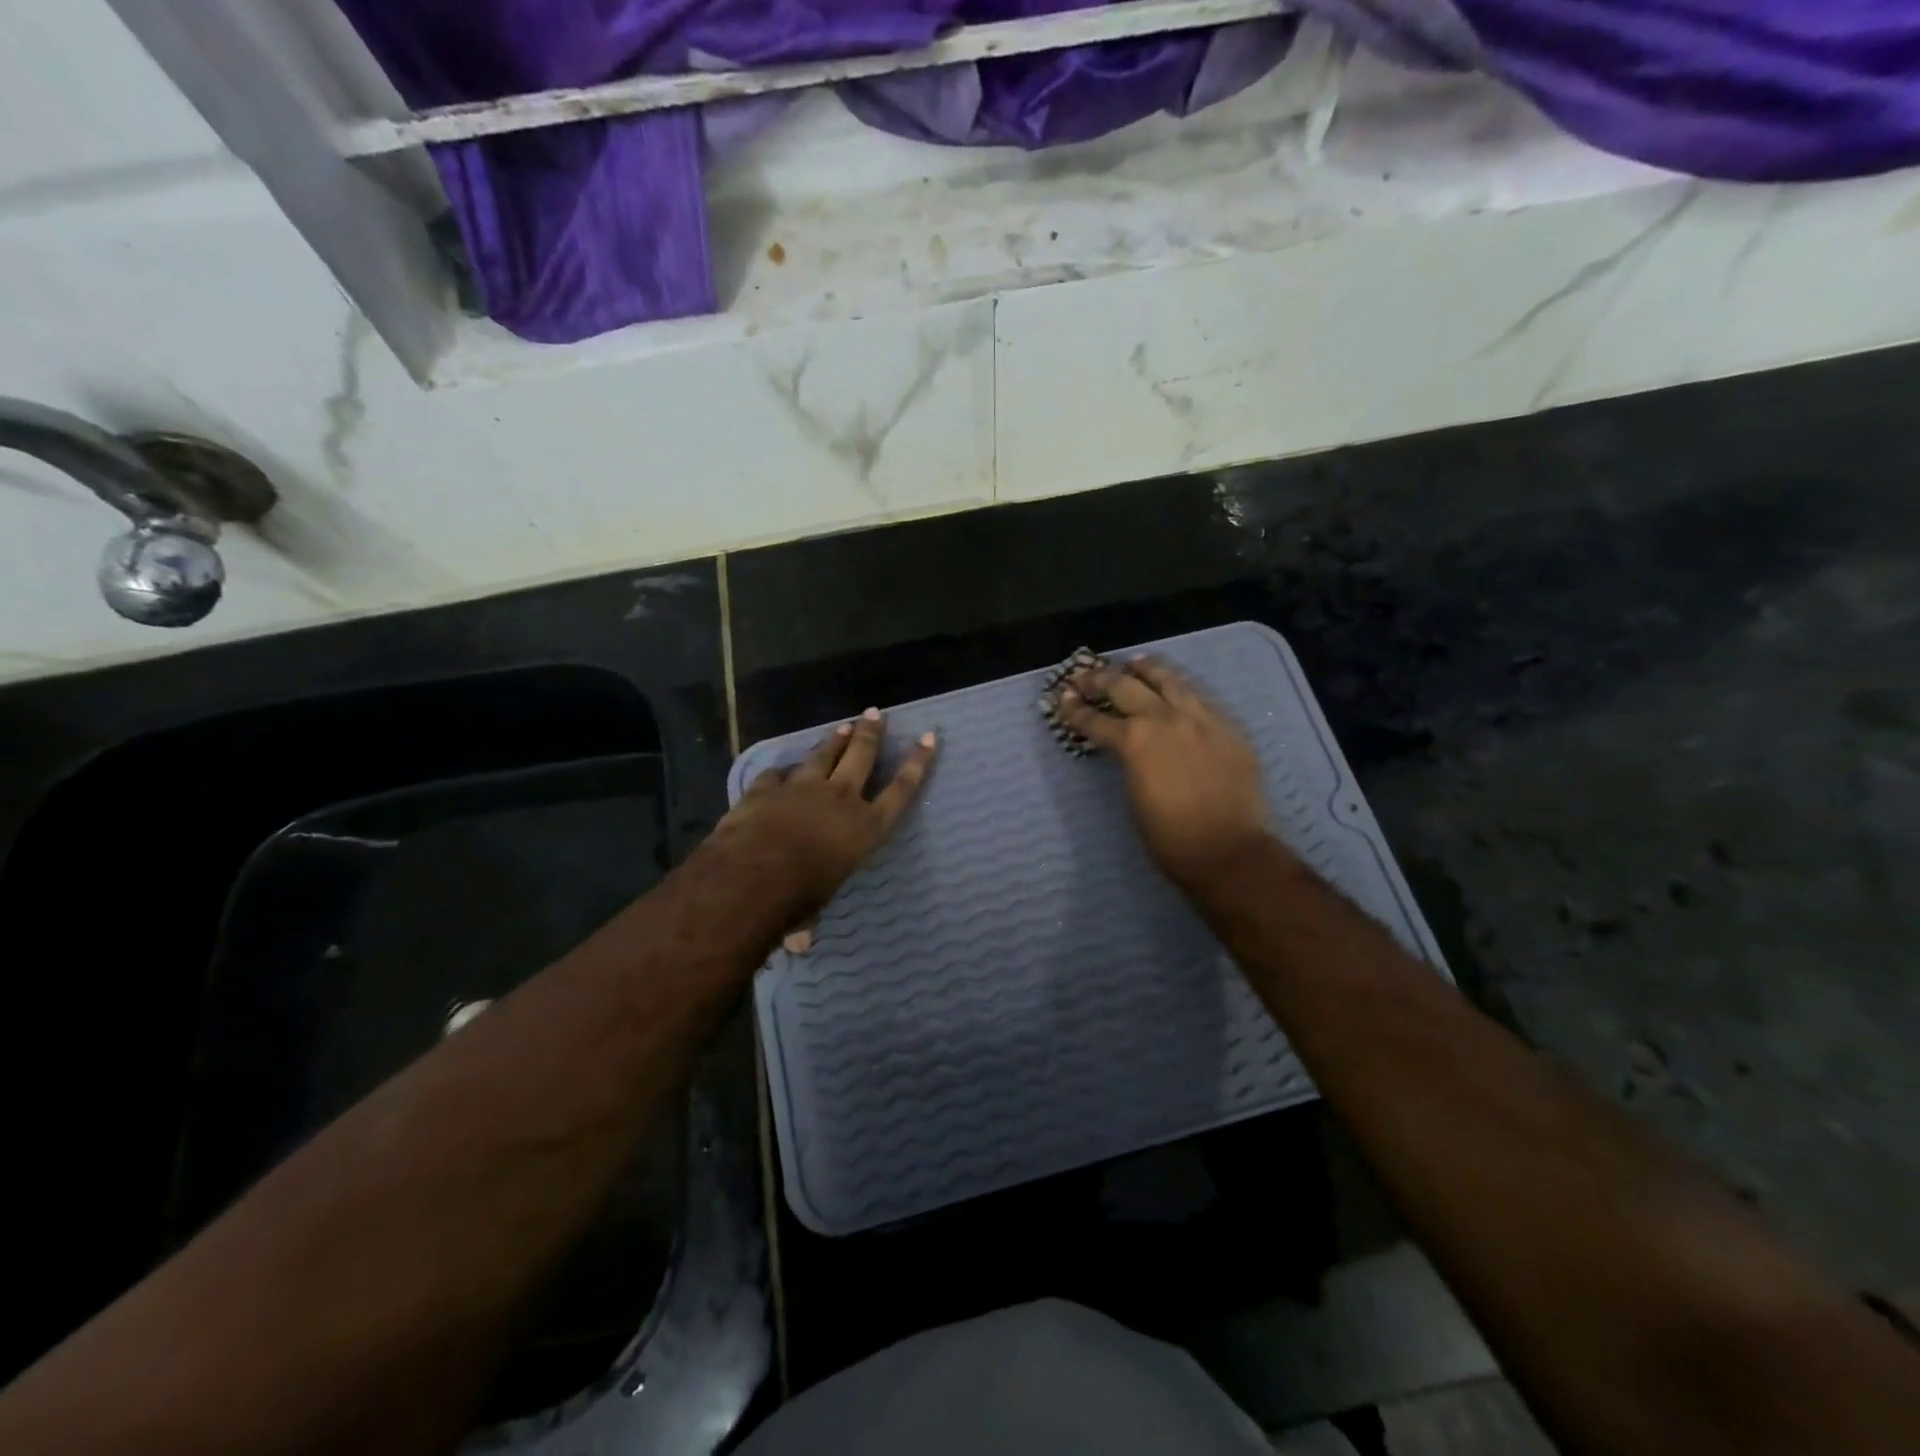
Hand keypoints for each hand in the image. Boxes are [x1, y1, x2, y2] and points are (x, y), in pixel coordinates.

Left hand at [715, 708, 937, 919]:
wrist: (754, 872)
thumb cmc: (798, 896)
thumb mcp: (815, 907)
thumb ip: (809, 918)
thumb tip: (799, 943)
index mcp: (866, 827)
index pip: (900, 790)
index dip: (917, 763)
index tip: (929, 738)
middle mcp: (841, 798)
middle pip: (862, 756)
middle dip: (872, 733)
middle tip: (876, 713)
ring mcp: (803, 787)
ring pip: (824, 754)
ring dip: (835, 739)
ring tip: (843, 725)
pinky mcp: (769, 787)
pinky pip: (779, 773)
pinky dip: (783, 770)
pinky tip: (783, 768)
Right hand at [1058, 657, 1273, 891]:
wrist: (1228, 849)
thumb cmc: (1169, 836)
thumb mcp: (1134, 795)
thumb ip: (1129, 761)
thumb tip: (1128, 748)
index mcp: (1135, 741)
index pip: (1096, 719)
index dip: (1075, 710)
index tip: (1062, 698)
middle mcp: (1165, 719)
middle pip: (1126, 687)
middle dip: (1100, 680)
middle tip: (1085, 676)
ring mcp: (1201, 718)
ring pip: (1170, 680)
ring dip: (1147, 670)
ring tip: (1136, 663)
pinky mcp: (1229, 727)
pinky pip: (1201, 698)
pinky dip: (1182, 690)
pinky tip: (1178, 690)